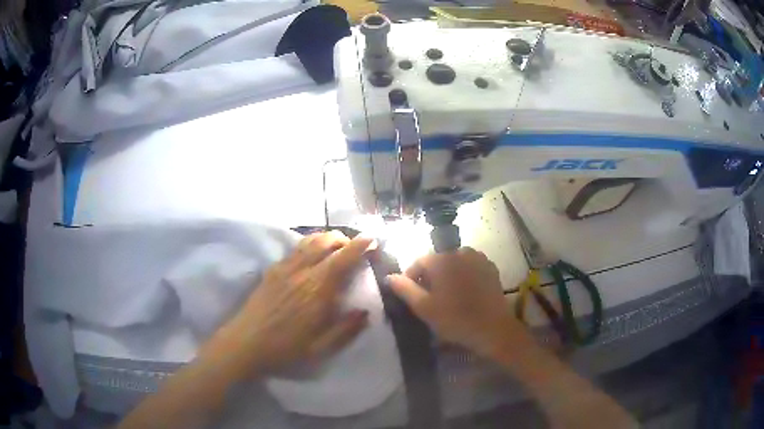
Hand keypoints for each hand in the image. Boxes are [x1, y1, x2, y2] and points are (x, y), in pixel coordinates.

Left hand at [219, 232, 375, 373]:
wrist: (245, 343)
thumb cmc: (285, 349)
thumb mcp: (321, 348)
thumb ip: (346, 329)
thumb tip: (366, 312)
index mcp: (317, 290)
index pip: (342, 258)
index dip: (360, 246)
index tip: (372, 240)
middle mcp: (301, 272)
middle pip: (325, 242)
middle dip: (344, 239)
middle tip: (356, 246)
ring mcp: (284, 268)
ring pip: (309, 241)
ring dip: (327, 238)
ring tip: (337, 246)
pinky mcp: (272, 270)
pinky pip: (295, 249)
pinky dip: (310, 244)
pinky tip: (312, 256)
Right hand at [386, 248, 528, 356]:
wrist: (493, 329)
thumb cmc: (455, 319)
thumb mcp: (423, 307)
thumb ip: (404, 289)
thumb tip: (389, 276)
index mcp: (442, 258)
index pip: (418, 262)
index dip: (411, 279)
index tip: (412, 297)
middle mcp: (460, 251)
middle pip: (437, 262)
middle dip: (430, 278)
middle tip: (430, 300)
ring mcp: (478, 258)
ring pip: (454, 264)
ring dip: (447, 276)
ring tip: (448, 298)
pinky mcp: (490, 267)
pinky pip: (470, 268)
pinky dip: (464, 277)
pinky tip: (465, 295)